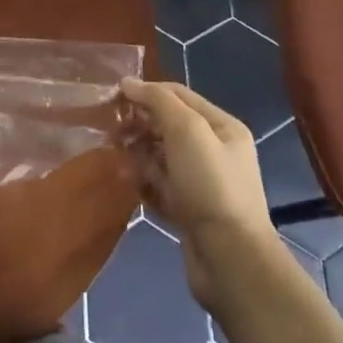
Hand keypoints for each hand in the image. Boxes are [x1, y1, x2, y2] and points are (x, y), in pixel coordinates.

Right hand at [122, 78, 282, 309]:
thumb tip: (129, 82)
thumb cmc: (210, 185)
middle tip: (112, 130)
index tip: (114, 96)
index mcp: (222, 127)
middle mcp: (215, 151)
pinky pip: (160, 185)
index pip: (179, 95)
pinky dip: (143, 181)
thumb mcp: (187, 131)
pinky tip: (127, 181)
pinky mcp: (189, 210)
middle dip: (140, 124)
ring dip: (138, 153)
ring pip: (161, 156)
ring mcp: (202, 182)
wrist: (230, 259)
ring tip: (117, 156)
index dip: (147, 91)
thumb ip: (158, 102)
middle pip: (169, 125)